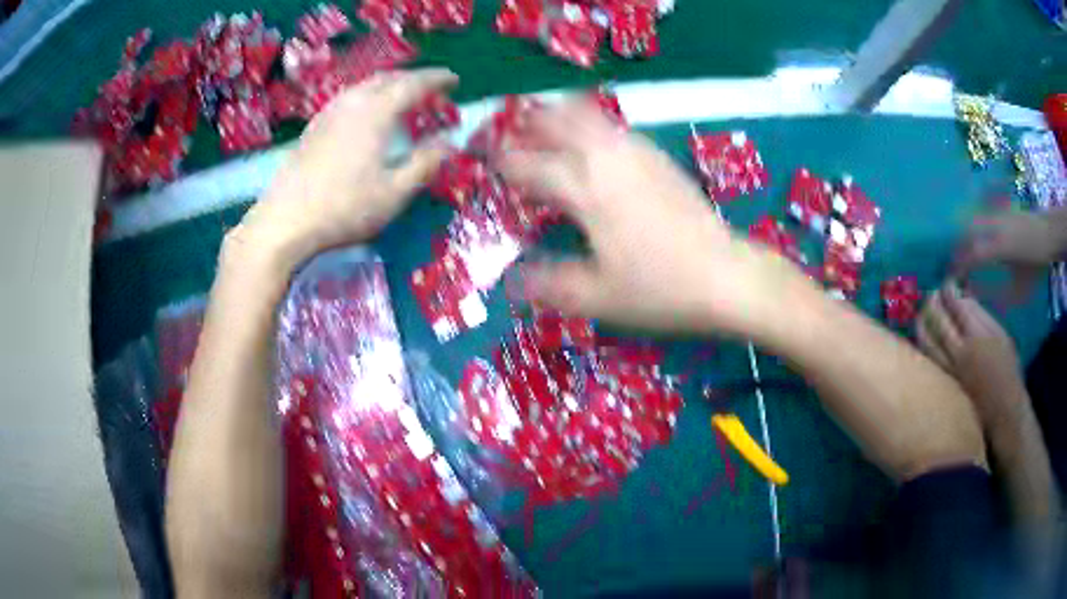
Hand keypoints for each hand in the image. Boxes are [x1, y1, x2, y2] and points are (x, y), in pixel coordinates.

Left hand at [232, 69, 457, 270]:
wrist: (285, 222)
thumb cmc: (344, 209)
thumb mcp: (394, 193)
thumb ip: (425, 164)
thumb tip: (449, 144)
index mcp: (376, 113)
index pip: (413, 84)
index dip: (437, 79)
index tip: (455, 79)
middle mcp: (352, 103)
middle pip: (388, 78)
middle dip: (413, 79)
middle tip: (432, 91)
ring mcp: (328, 113)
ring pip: (365, 86)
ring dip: (389, 86)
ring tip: (402, 99)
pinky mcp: (313, 127)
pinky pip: (348, 98)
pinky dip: (368, 97)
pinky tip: (366, 115)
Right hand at [495, 99, 814, 338]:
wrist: (727, 276)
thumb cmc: (660, 288)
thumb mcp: (597, 298)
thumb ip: (549, 285)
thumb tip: (511, 282)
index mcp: (584, 189)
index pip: (529, 165)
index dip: (502, 161)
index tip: (484, 160)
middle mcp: (607, 159)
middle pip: (559, 121)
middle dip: (530, 122)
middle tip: (512, 132)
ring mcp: (637, 153)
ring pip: (589, 116)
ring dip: (561, 116)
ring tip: (545, 126)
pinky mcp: (659, 158)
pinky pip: (615, 127)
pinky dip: (592, 125)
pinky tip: (594, 144)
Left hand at [916, 281, 1027, 431]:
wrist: (1004, 410)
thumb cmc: (1007, 369)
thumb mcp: (1000, 334)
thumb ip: (980, 316)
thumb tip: (962, 297)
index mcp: (977, 336)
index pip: (956, 304)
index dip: (949, 289)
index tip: (948, 283)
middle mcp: (960, 352)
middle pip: (938, 319)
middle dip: (933, 301)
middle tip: (934, 293)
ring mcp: (950, 370)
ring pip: (927, 340)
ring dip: (922, 320)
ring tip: (925, 310)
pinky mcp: (945, 385)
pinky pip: (928, 359)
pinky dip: (923, 342)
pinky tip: (923, 334)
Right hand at [954, 208, 1066, 304]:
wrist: (1048, 233)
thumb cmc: (1035, 266)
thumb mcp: (1019, 289)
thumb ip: (997, 295)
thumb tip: (975, 296)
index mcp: (997, 247)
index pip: (970, 256)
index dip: (957, 268)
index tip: (950, 282)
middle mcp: (992, 226)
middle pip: (964, 233)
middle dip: (956, 250)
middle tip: (953, 268)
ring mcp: (995, 214)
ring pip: (969, 220)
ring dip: (961, 236)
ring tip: (962, 254)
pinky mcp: (998, 209)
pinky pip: (978, 215)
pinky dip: (970, 225)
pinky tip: (974, 237)